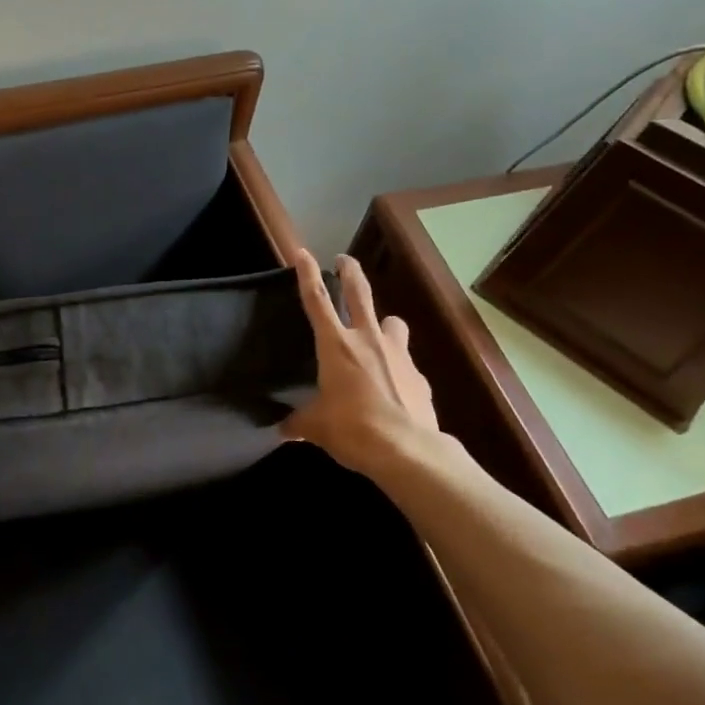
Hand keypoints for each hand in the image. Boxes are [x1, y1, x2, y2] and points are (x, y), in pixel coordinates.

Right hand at [282, 249, 439, 476]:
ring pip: (393, 324)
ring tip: (380, 333)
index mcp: (336, 345)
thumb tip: (284, 429)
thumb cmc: (354, 430)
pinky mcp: (420, 379)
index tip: (303, 252)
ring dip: (385, 324)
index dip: (308, 274)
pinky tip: (395, 388)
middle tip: (345, 259)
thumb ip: (300, 422)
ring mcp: (399, 356)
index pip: (317, 300)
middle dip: (351, 272)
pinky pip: (407, 365)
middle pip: (360, 293)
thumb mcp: (317, 428)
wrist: (410, 452)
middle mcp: (368, 340)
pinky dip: (399, 370)